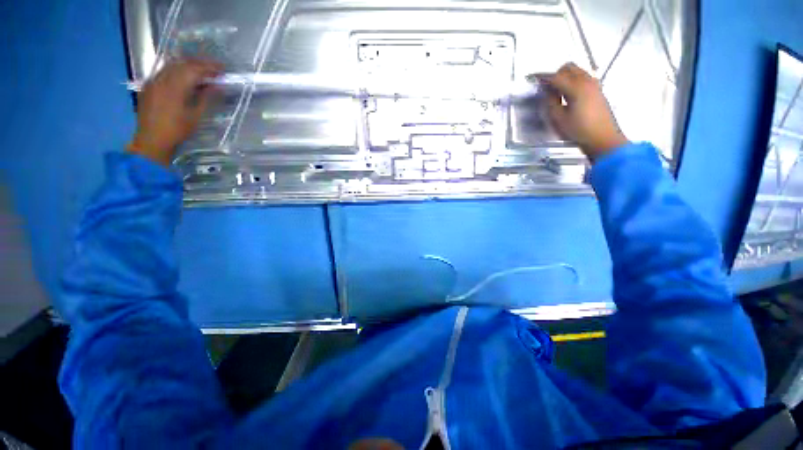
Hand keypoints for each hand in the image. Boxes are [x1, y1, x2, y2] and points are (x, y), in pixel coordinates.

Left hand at [127, 59, 222, 166]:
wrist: (152, 140)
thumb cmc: (177, 130)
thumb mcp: (196, 116)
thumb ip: (206, 98)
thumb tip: (217, 86)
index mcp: (175, 87)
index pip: (194, 70)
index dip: (209, 67)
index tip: (222, 69)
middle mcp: (162, 79)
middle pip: (182, 64)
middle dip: (200, 63)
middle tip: (215, 67)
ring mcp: (153, 81)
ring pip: (172, 65)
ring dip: (188, 65)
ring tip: (201, 69)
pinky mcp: (148, 86)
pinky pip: (164, 71)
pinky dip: (177, 70)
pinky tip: (184, 75)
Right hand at [537, 63, 627, 161]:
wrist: (603, 138)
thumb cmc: (578, 131)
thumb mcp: (558, 119)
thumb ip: (551, 102)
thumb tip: (547, 92)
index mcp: (576, 88)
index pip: (555, 77)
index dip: (542, 77)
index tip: (532, 79)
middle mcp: (586, 81)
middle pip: (568, 68)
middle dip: (555, 75)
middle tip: (546, 88)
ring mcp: (594, 84)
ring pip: (577, 71)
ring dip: (565, 77)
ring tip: (557, 93)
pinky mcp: (598, 90)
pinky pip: (583, 78)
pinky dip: (573, 81)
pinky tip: (568, 95)